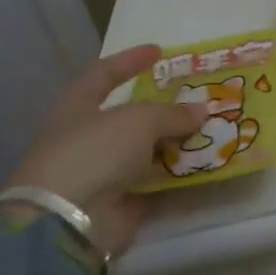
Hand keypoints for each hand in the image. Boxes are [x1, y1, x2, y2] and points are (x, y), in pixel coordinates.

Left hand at [0, 45, 205, 255]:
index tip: (159, 51)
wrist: (67, 222)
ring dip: (173, 144)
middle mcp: (86, 139)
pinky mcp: (118, 205)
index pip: (104, 75)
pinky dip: (175, 177)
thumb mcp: (137, 121)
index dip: (130, 61)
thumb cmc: (94, 154)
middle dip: (161, 110)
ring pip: (143, 152)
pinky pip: (153, 184)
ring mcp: (101, 174)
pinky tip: (202, 168)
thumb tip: (201, 109)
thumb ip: (171, 114)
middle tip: (195, 101)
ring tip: (208, 133)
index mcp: (77, 108)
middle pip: (128, 118)